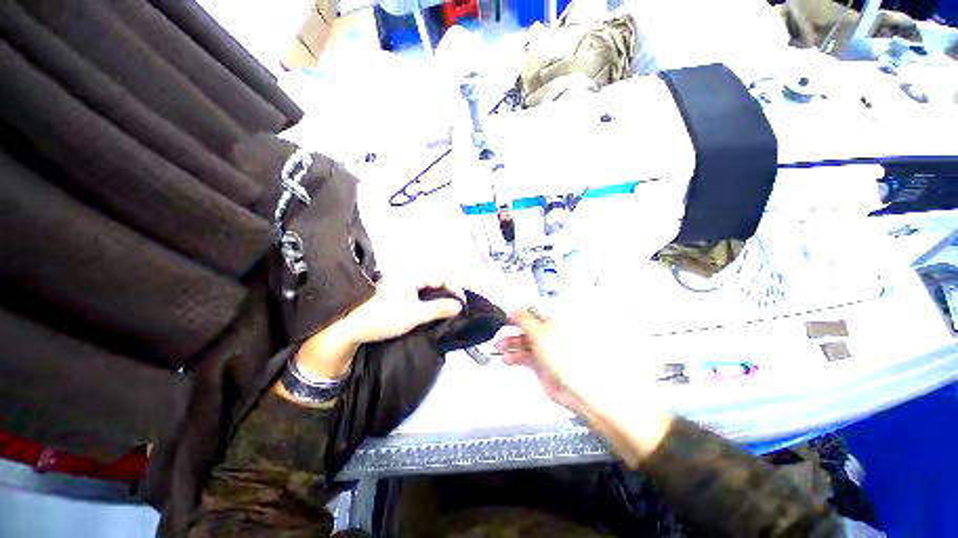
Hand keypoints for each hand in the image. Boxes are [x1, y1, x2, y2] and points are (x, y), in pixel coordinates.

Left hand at [295, 278, 463, 379]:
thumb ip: (438, 308)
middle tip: (458, 306)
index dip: (455, 288)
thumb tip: (459, 305)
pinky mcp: (397, 296)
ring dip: (440, 297)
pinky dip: (430, 302)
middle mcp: (408, 278)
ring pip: (428, 288)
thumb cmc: (384, 318)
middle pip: (436, 280)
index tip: (462, 302)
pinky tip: (432, 311)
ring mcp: (401, 287)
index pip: (441, 277)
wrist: (351, 328)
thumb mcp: (415, 314)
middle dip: (450, 291)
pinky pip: (420, 295)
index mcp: (412, 276)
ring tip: (448, 310)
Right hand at [495, 309, 591, 415]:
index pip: (532, 310)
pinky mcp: (541, 363)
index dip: (518, 312)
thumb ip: (524, 320)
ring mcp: (546, 348)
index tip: (504, 314)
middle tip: (499, 330)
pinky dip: (515, 356)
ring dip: (510, 343)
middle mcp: (550, 332)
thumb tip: (513, 309)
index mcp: (554, 319)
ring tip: (499, 347)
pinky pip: (525, 356)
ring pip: (524, 341)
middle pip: (526, 326)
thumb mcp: (540, 333)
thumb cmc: (566, 356)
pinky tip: (506, 358)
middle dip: (511, 328)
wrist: (578, 388)